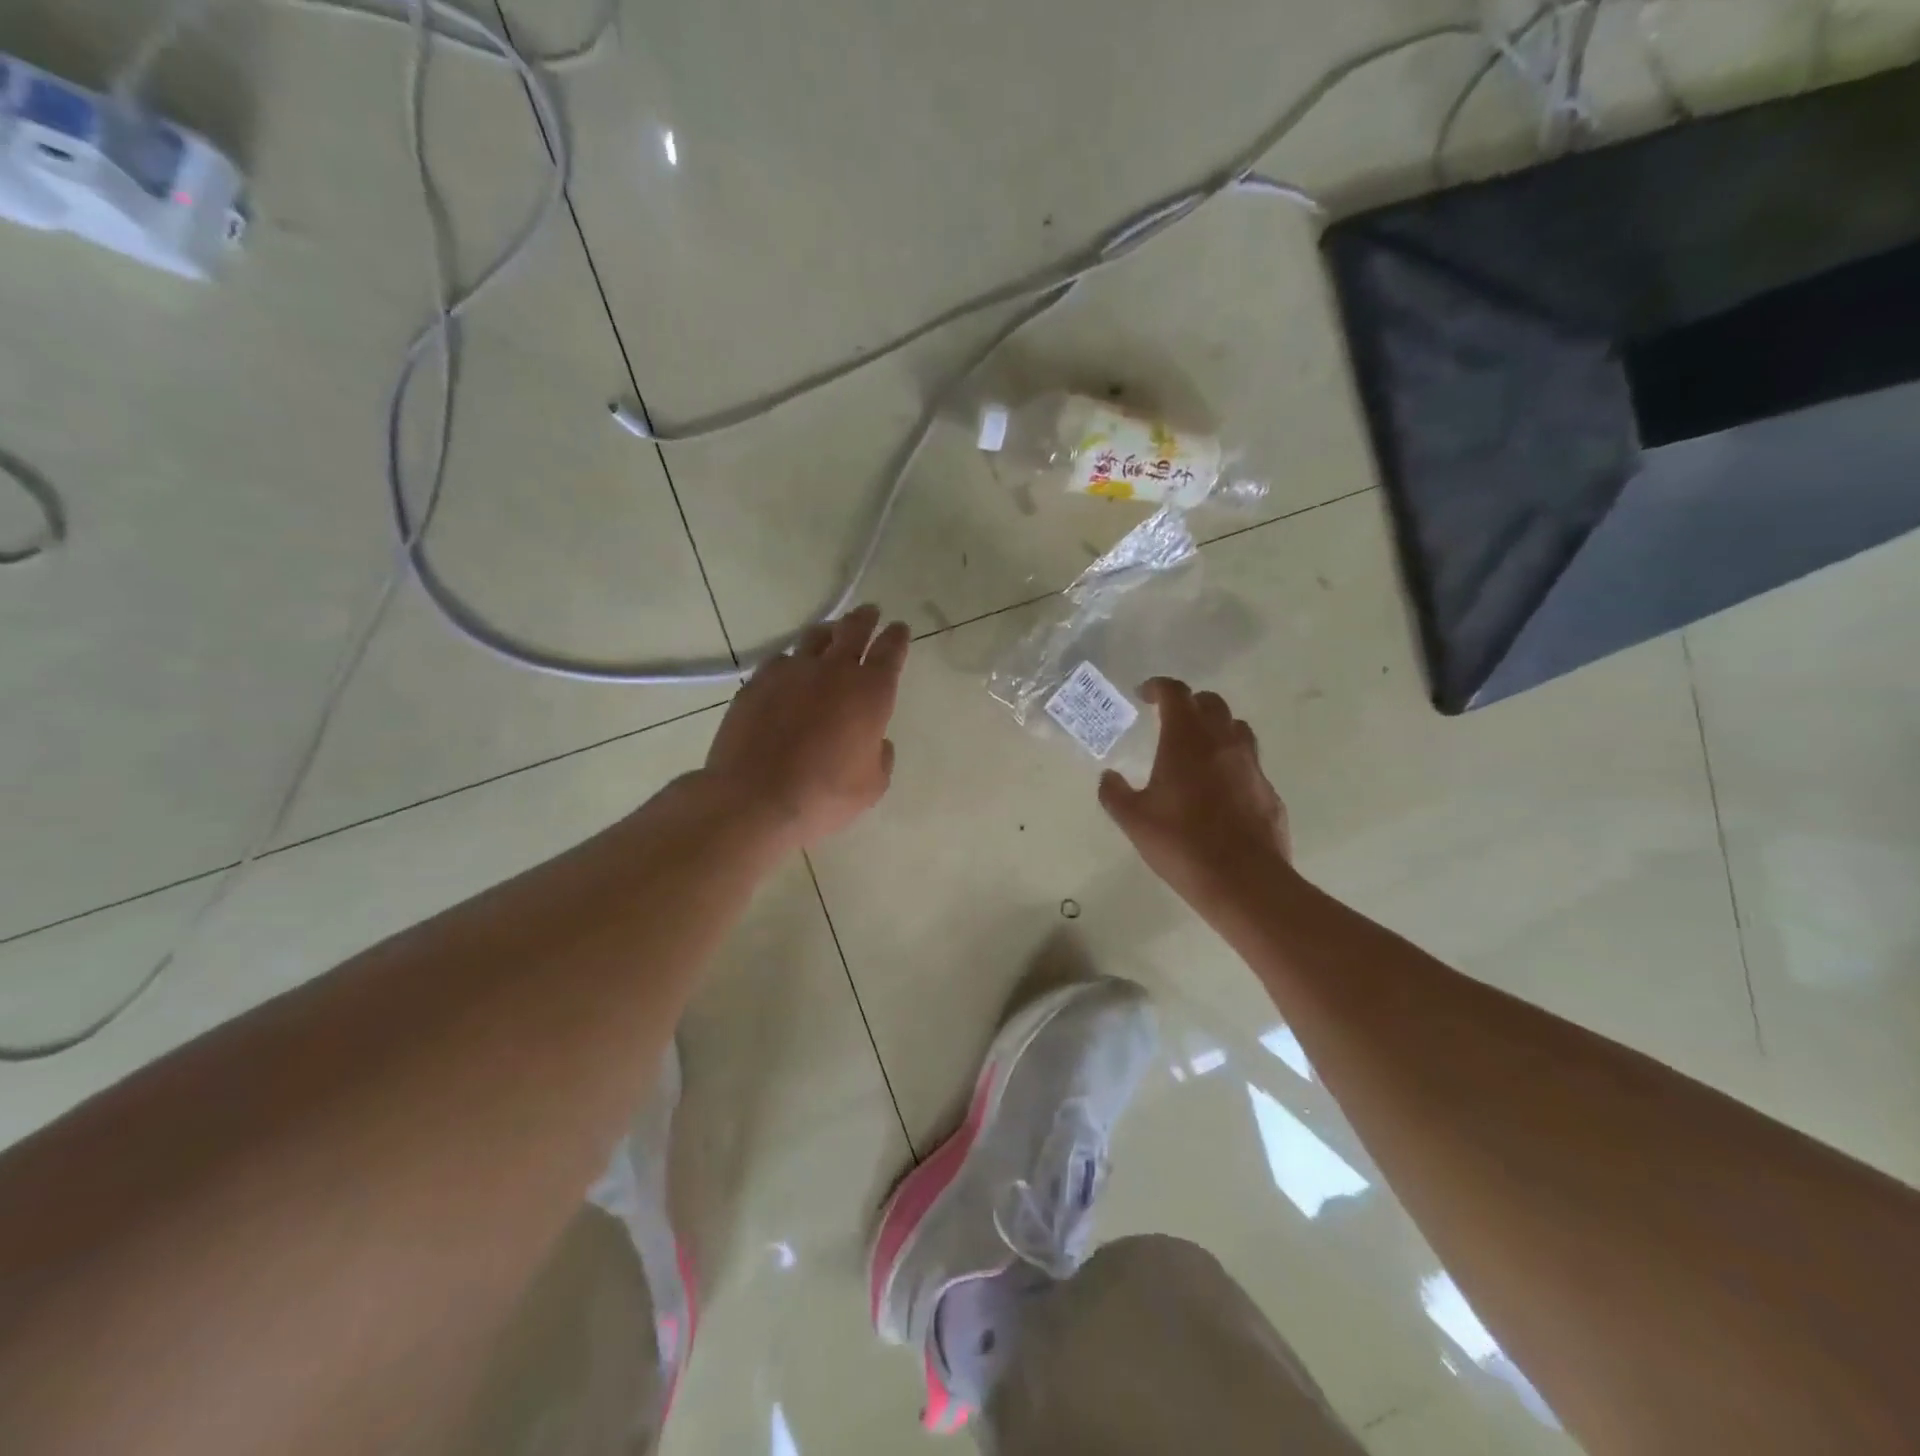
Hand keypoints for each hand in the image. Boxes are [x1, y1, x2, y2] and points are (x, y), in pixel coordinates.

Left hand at [702, 605, 909, 850]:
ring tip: (830, 633)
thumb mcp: (871, 786)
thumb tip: (875, 742)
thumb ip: (880, 757)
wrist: (755, 798)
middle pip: (853, 630)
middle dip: (865, 619)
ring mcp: (790, 672)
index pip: (890, 651)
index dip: (897, 637)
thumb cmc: (824, 795)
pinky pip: (779, 661)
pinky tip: (789, 672)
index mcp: (870, 692)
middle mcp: (833, 671)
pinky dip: (791, 662)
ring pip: (813, 638)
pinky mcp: (756, 683)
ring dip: (827, 633)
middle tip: (870, 612)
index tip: (899, 628)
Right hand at [1098, 678, 1291, 911]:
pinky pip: (1249, 764)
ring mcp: (1252, 766)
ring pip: (1236, 729)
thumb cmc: (1181, 843)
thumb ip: (1115, 794)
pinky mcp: (1269, 791)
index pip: (1175, 693)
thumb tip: (1108, 777)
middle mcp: (1223, 742)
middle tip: (1170, 721)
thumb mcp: (1134, 820)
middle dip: (1189, 704)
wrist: (1243, 881)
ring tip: (1198, 750)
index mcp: (1186, 740)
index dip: (1158, 687)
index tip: (1144, 695)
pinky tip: (1220, 791)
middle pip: (1211, 703)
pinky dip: (1232, 764)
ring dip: (1216, 729)